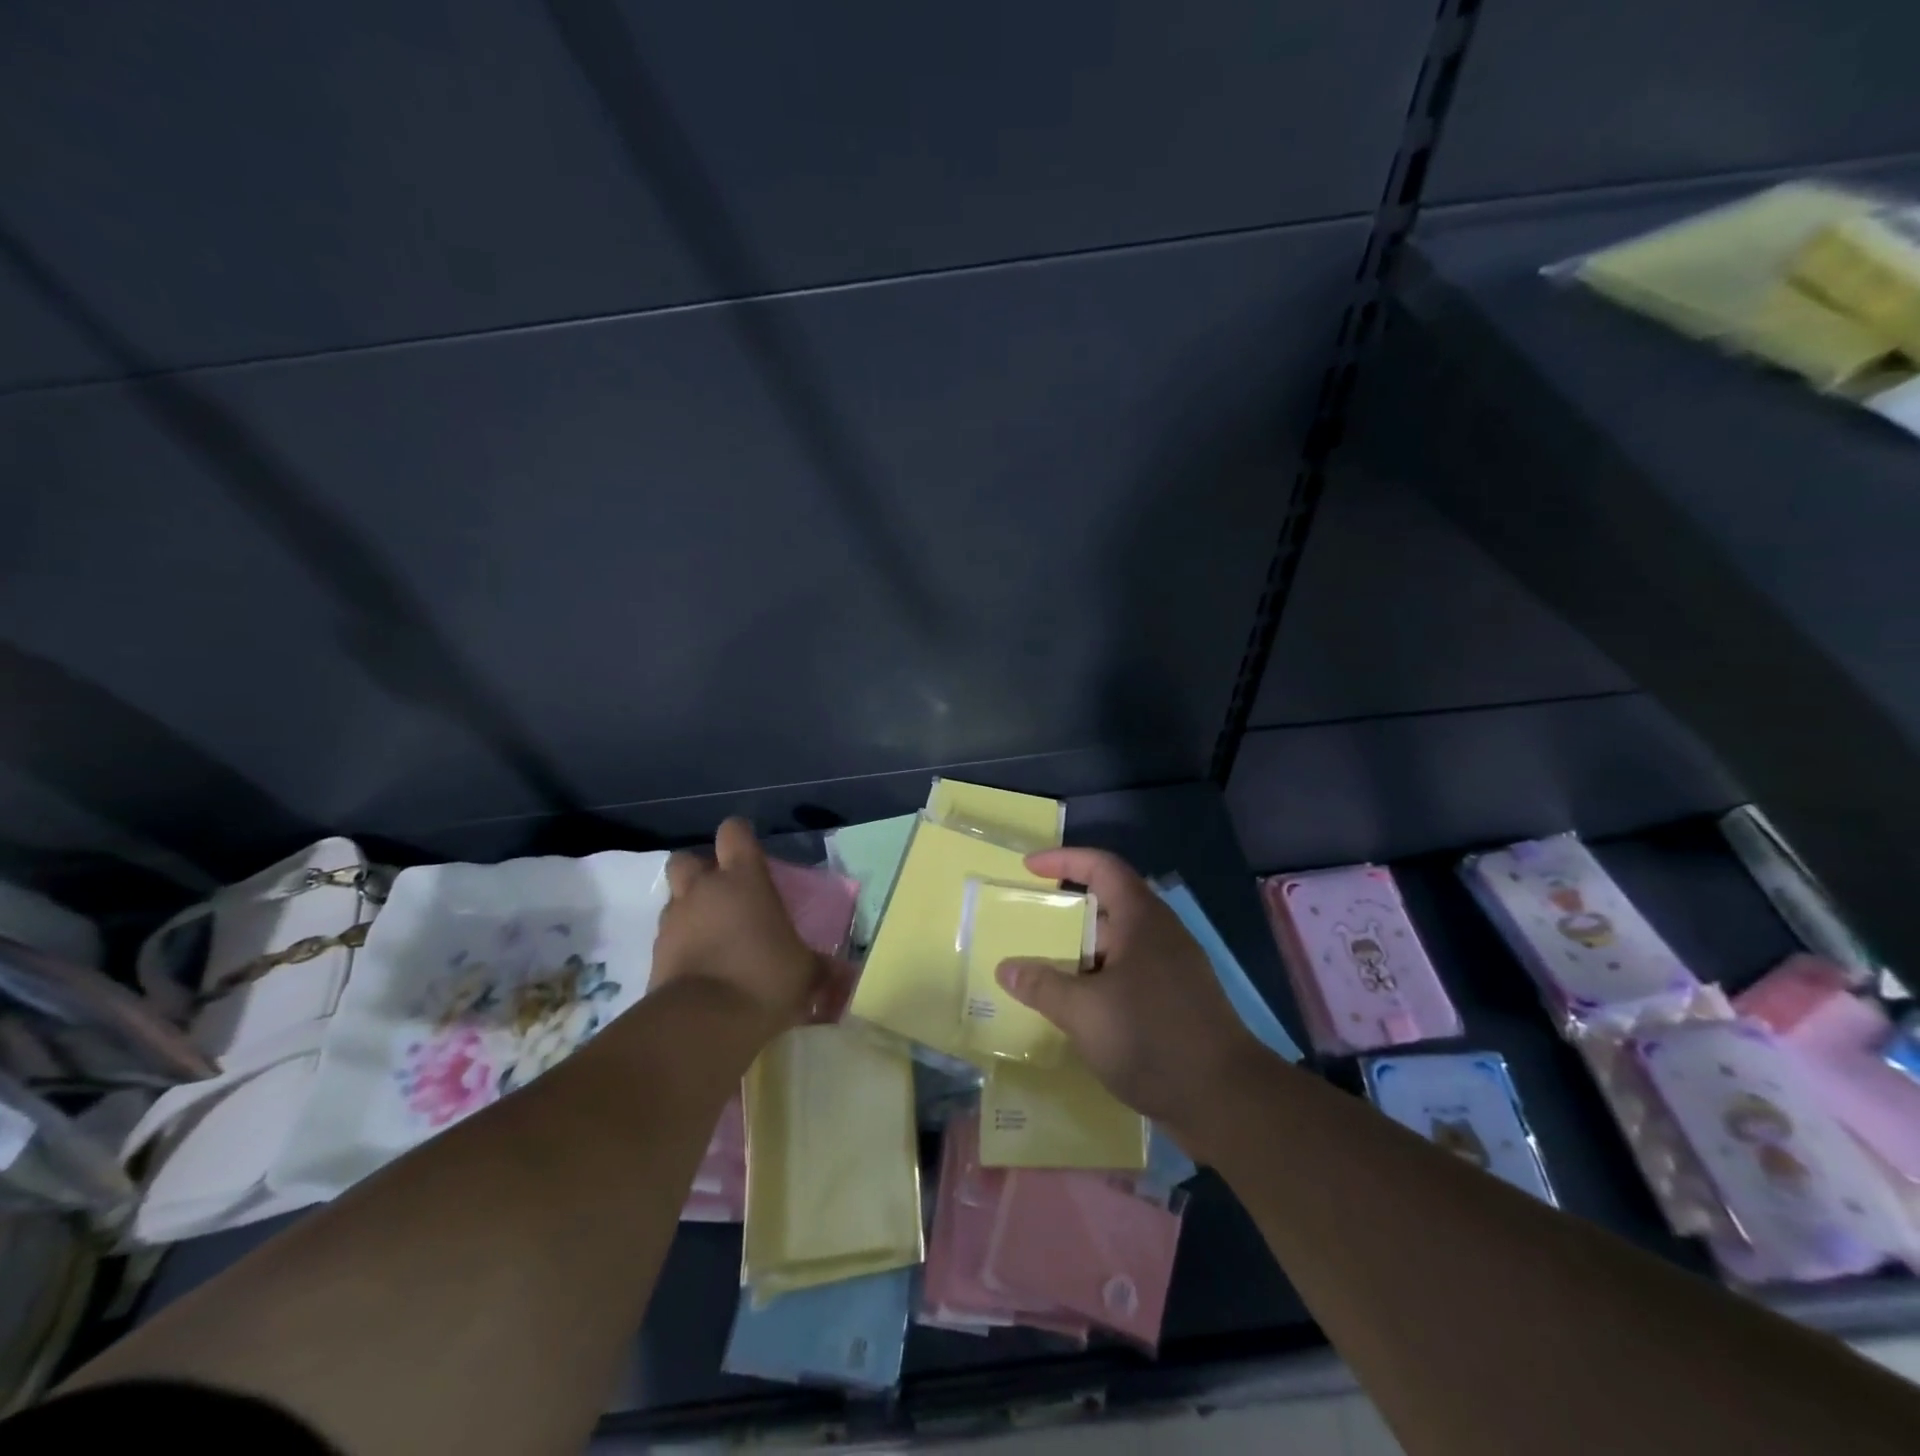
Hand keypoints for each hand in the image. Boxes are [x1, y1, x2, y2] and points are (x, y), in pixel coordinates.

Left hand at [653, 818, 821, 1038]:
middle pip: (688, 859)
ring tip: (714, 935)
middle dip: (702, 871)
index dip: (740, 838)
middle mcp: (703, 890)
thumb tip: (847, 975)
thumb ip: (821, 966)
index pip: (734, 832)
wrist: (703, 1023)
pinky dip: (680, 945)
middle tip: (725, 894)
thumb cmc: (764, 978)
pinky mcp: (654, 955)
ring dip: (690, 909)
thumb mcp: (806, 972)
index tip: (751, 855)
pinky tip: (701, 966)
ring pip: (674, 898)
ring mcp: (674, 921)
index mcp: (743, 879)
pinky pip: (667, 937)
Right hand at [997, 848, 1267, 1146]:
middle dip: (1065, 916)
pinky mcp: (1176, 1003)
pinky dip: (1097, 983)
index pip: (1102, 867)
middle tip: (1026, 929)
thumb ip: (1042, 986)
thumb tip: (1006, 967)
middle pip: (1107, 908)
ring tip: (1041, 973)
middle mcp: (1159, 936)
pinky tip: (1075, 1011)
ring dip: (1079, 956)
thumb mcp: (1085, 1011)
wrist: (1227, 1100)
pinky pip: (1127, 977)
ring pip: (1116, 948)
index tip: (1028, 868)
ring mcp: (1171, 970)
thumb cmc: (1152, 1038)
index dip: (1064, 860)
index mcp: (1142, 920)